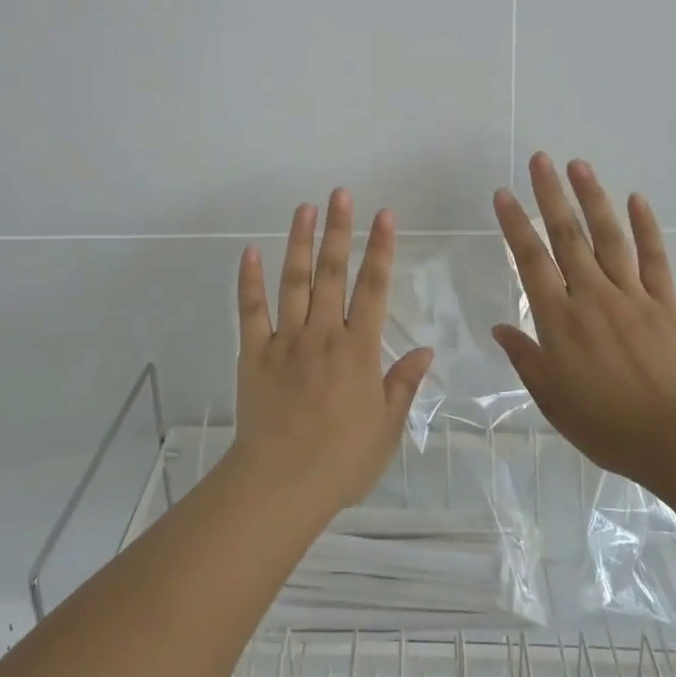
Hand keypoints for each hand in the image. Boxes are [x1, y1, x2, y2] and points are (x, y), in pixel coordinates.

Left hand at [230, 189, 434, 517]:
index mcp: (358, 350)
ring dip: (299, 241)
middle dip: (338, 230)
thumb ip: (404, 384)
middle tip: (340, 193)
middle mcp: (322, 334)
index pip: (373, 288)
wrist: (281, 483)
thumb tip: (426, 350)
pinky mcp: (253, 353)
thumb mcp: (386, 428)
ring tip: (304, 207)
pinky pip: (250, 310)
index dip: (381, 249)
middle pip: (331, 272)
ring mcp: (285, 340)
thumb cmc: (341, 461)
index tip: (384, 215)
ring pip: (293, 281)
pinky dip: (249, 281)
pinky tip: (250, 252)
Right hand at [491, 153, 675, 480]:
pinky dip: (646, 227)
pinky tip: (637, 199)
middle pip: (567, 236)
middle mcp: (591, 296)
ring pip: (608, 237)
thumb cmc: (606, 424)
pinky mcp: (665, 302)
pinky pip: (654, 258)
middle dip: (550, 195)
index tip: (503, 193)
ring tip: (579, 165)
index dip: (514, 224)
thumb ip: (525, 358)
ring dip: (592, 198)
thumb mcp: (552, 399)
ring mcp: (631, 295)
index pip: (530, 261)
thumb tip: (499, 328)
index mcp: (559, 319)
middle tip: (540, 159)